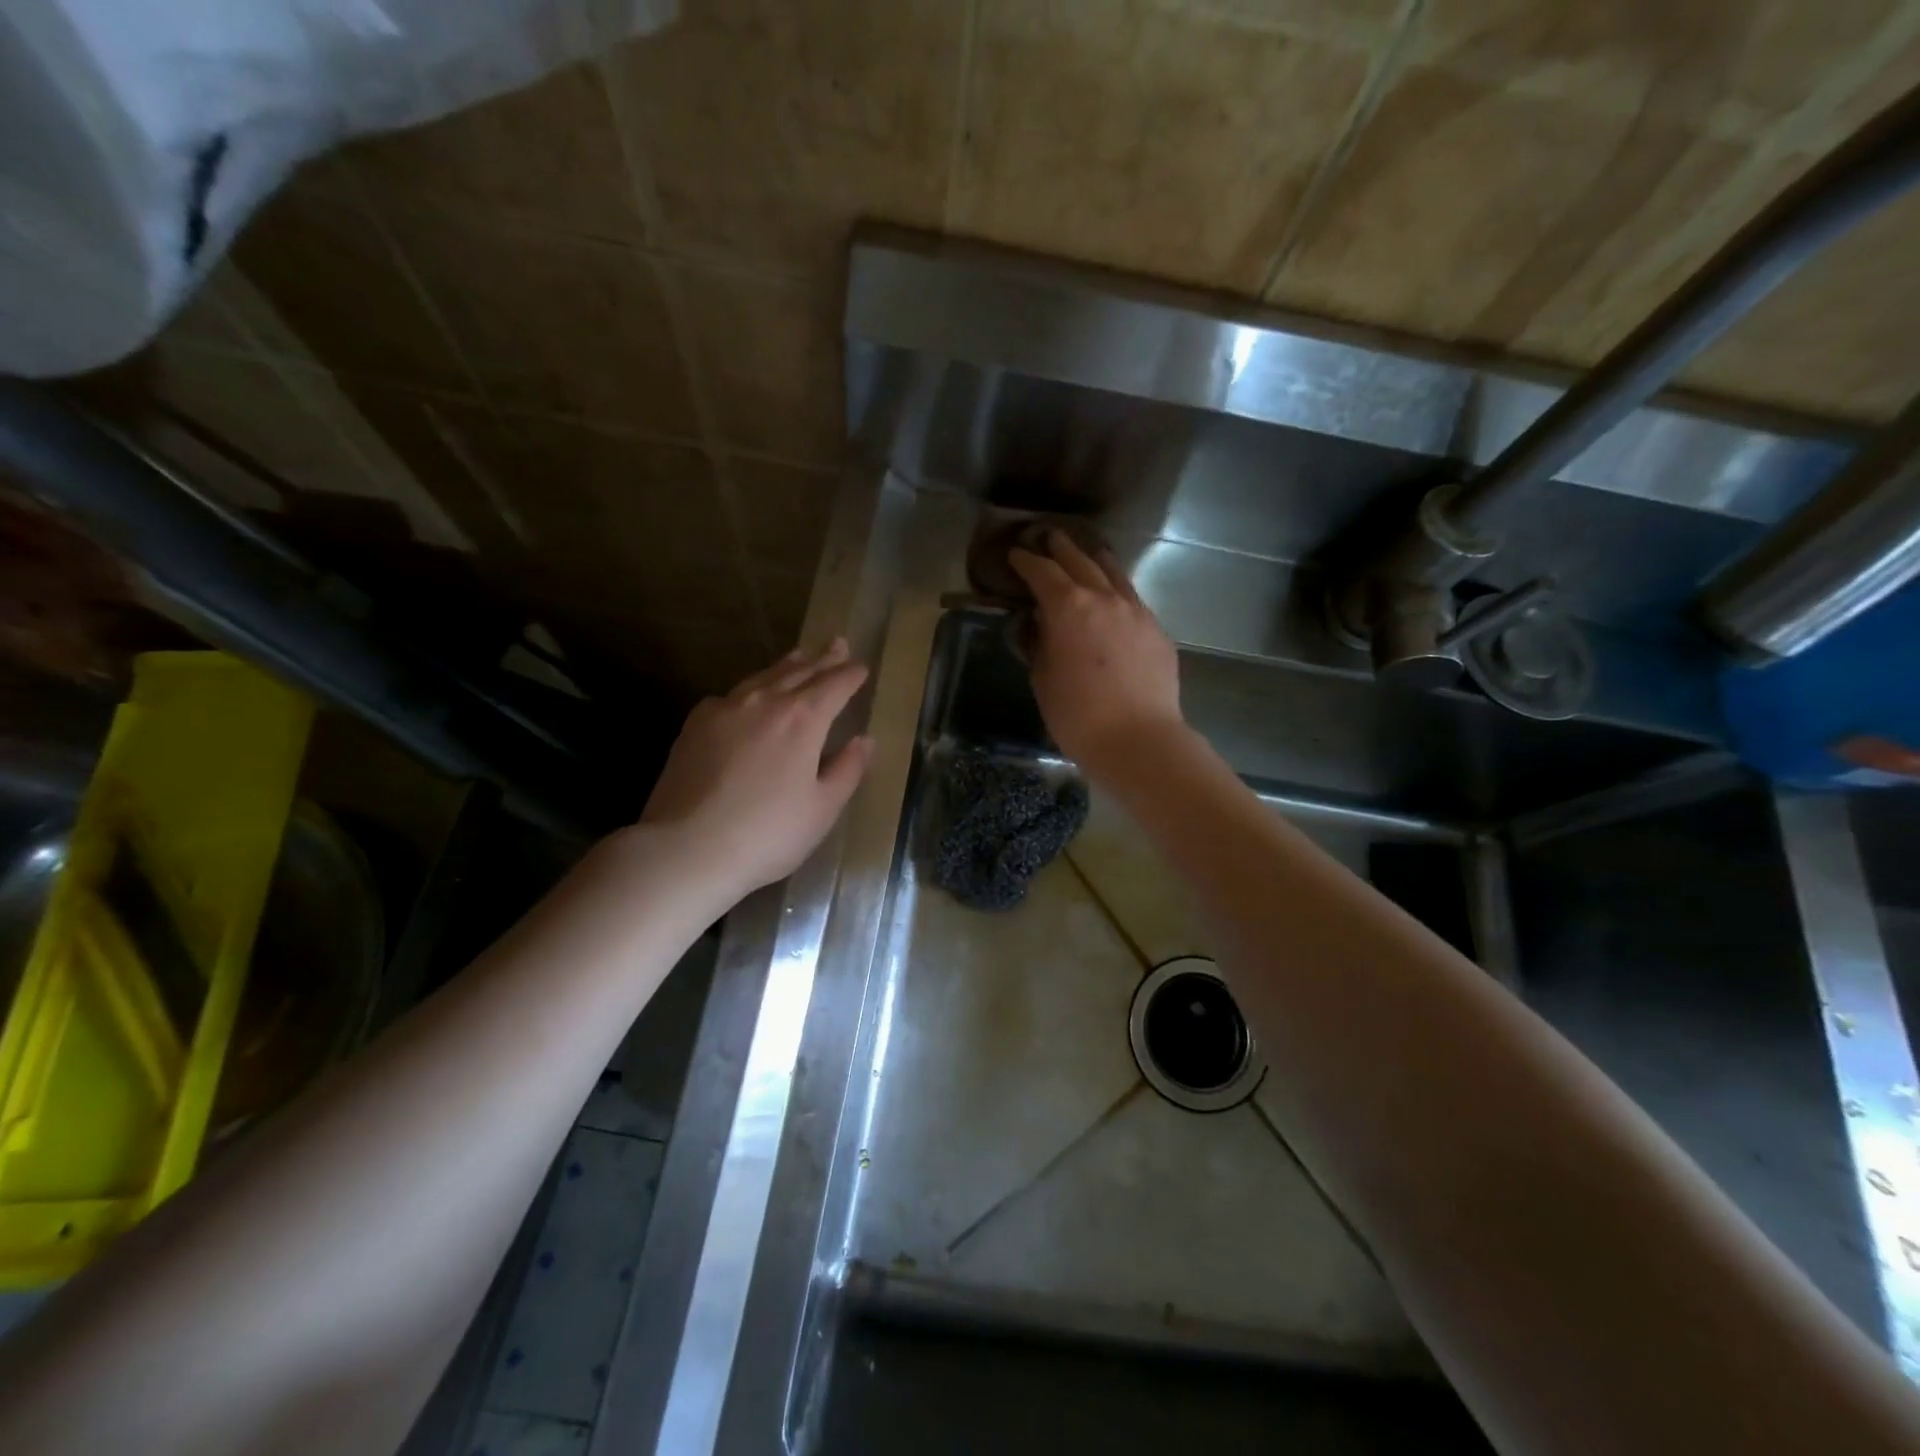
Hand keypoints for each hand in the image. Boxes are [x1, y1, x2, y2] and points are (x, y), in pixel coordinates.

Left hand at [638, 638, 873, 898]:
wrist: (687, 848)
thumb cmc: (768, 834)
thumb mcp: (822, 809)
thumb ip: (847, 770)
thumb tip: (864, 741)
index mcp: (803, 719)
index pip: (834, 686)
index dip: (851, 675)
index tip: (861, 667)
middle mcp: (765, 702)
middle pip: (800, 671)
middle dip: (822, 658)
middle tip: (837, 644)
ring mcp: (725, 709)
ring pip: (763, 677)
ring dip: (787, 665)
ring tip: (800, 656)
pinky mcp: (695, 725)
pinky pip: (731, 696)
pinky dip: (751, 689)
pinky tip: (749, 697)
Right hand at [1008, 530, 1184, 774]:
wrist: (1139, 740)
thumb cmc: (1078, 716)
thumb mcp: (1043, 680)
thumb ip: (1041, 645)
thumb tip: (1042, 626)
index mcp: (1069, 607)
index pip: (1042, 572)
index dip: (1026, 561)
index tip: (1016, 555)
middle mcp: (1105, 598)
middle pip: (1080, 561)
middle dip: (1061, 548)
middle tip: (1048, 538)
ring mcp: (1137, 611)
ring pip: (1114, 573)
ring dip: (1095, 560)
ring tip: (1087, 552)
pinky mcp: (1157, 631)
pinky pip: (1133, 599)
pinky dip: (1118, 590)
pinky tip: (1115, 598)